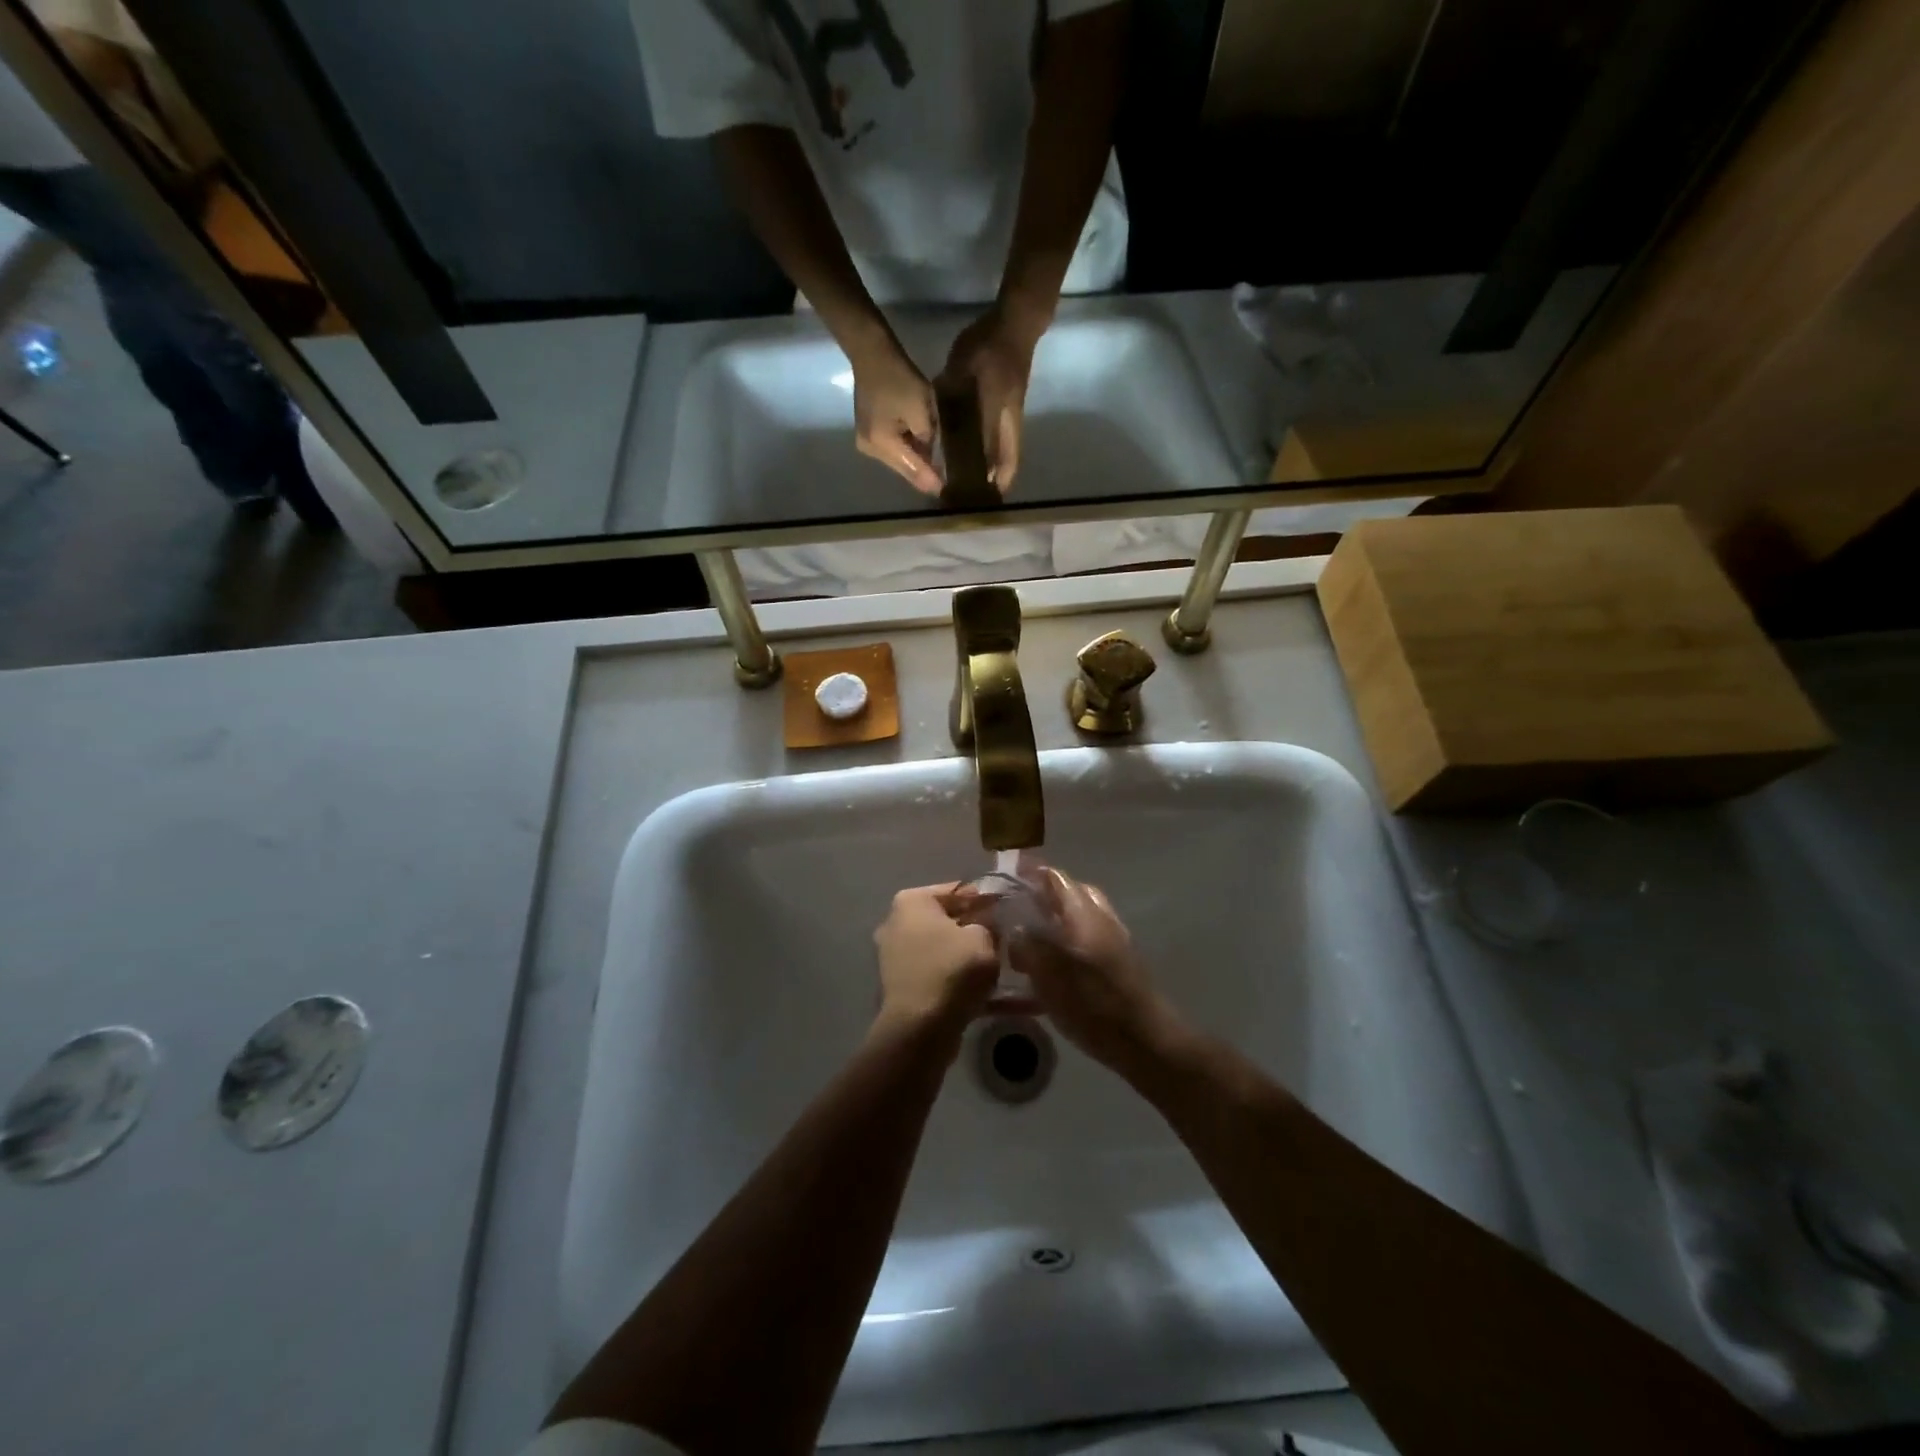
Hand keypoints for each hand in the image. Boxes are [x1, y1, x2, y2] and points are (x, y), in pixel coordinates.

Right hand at [851, 340, 941, 494]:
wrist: (871, 353)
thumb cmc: (899, 378)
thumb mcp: (922, 410)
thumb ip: (928, 440)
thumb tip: (933, 462)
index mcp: (882, 444)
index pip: (912, 470)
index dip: (931, 481)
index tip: (947, 492)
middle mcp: (870, 450)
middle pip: (904, 469)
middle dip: (924, 474)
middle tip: (946, 482)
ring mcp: (866, 444)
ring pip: (899, 461)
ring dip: (917, 463)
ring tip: (937, 470)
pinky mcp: (869, 435)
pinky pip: (893, 450)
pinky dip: (908, 451)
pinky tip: (922, 452)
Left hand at [873, 884, 998, 1030]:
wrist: (920, 1029)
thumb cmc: (951, 970)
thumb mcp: (982, 938)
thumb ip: (988, 925)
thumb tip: (988, 927)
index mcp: (912, 902)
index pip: (956, 890)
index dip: (985, 898)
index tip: (1007, 908)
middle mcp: (897, 923)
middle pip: (947, 920)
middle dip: (976, 928)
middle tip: (1006, 937)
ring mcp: (897, 956)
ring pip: (944, 950)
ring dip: (970, 957)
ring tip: (1003, 965)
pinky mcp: (904, 987)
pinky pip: (940, 975)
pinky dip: (962, 982)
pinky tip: (994, 996)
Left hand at [939, 302, 1044, 491]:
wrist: (1017, 322)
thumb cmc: (988, 344)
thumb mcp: (961, 366)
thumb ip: (949, 393)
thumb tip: (936, 421)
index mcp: (996, 412)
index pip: (993, 454)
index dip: (986, 476)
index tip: (979, 496)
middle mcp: (1010, 420)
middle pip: (1009, 460)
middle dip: (999, 482)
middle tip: (984, 500)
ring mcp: (1015, 415)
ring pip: (1010, 451)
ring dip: (1000, 469)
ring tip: (985, 487)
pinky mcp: (1014, 408)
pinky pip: (1007, 439)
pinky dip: (999, 454)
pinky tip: (985, 459)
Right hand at [1007, 867, 1177, 1073]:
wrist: (1145, 1041)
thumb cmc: (1094, 1003)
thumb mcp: (1050, 974)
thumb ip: (1028, 945)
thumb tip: (1016, 928)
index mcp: (1084, 913)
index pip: (1056, 878)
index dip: (1031, 873)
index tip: (1006, 877)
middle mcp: (1101, 919)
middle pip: (1070, 894)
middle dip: (1043, 897)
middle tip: (1015, 910)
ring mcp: (1112, 942)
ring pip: (1078, 919)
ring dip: (1054, 921)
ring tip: (1027, 940)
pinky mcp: (1117, 966)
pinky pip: (1085, 942)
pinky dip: (1066, 944)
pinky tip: (1050, 969)